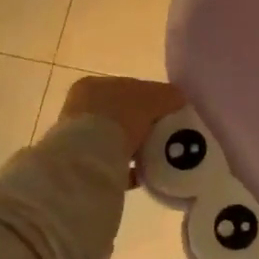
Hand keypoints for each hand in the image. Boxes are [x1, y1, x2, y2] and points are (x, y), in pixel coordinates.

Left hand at [58, 75, 185, 168]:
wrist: (91, 158)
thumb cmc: (120, 116)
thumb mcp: (154, 97)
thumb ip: (169, 95)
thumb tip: (180, 99)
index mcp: (94, 85)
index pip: (128, 87)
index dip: (151, 97)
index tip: (168, 111)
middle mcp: (81, 108)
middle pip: (121, 113)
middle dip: (142, 124)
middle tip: (164, 133)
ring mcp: (78, 137)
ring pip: (115, 139)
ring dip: (134, 146)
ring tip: (157, 154)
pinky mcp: (81, 164)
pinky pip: (112, 163)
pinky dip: (128, 167)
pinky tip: (145, 172)